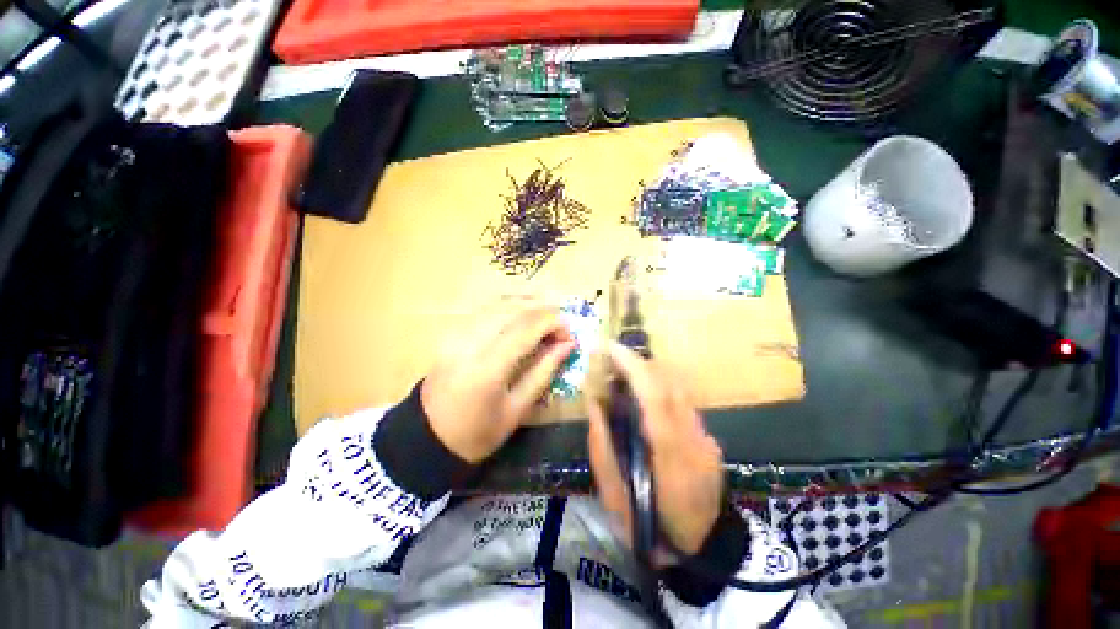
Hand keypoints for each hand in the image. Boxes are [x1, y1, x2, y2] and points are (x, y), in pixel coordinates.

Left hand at [422, 300, 574, 463]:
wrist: (427, 438)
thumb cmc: (477, 433)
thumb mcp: (517, 410)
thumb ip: (544, 372)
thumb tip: (567, 345)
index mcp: (488, 368)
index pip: (526, 328)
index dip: (553, 324)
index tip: (569, 335)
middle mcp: (470, 342)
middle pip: (513, 309)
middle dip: (543, 311)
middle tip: (561, 326)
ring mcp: (458, 334)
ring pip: (499, 304)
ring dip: (528, 305)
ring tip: (546, 318)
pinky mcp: (452, 333)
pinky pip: (486, 310)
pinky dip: (510, 308)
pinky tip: (522, 317)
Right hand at [587, 342, 724, 556]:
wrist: (704, 547)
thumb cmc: (651, 526)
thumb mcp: (614, 494)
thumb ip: (602, 444)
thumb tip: (594, 402)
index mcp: (669, 452)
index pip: (653, 395)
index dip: (631, 366)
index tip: (609, 347)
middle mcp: (692, 435)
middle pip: (668, 382)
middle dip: (637, 363)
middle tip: (610, 359)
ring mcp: (705, 434)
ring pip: (676, 386)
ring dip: (647, 373)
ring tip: (623, 373)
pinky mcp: (707, 434)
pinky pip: (680, 399)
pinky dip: (659, 387)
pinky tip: (643, 396)